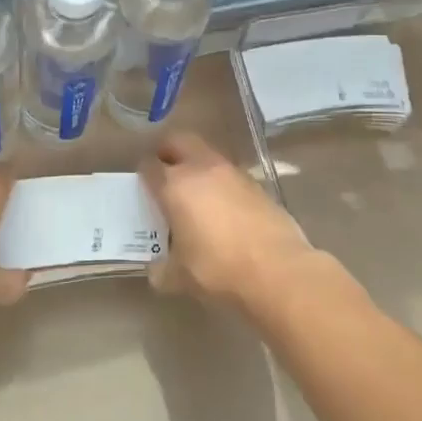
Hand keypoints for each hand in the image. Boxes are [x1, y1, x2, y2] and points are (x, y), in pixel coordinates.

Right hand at [140, 133, 314, 308]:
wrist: (278, 271)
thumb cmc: (219, 270)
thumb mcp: (180, 278)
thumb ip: (162, 269)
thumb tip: (158, 269)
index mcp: (175, 186)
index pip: (149, 166)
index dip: (143, 175)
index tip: (143, 189)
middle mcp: (202, 169)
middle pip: (178, 142)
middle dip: (168, 152)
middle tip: (164, 174)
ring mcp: (233, 173)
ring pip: (207, 155)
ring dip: (197, 167)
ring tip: (196, 195)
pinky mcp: (257, 184)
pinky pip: (230, 175)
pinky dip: (221, 183)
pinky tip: (224, 209)